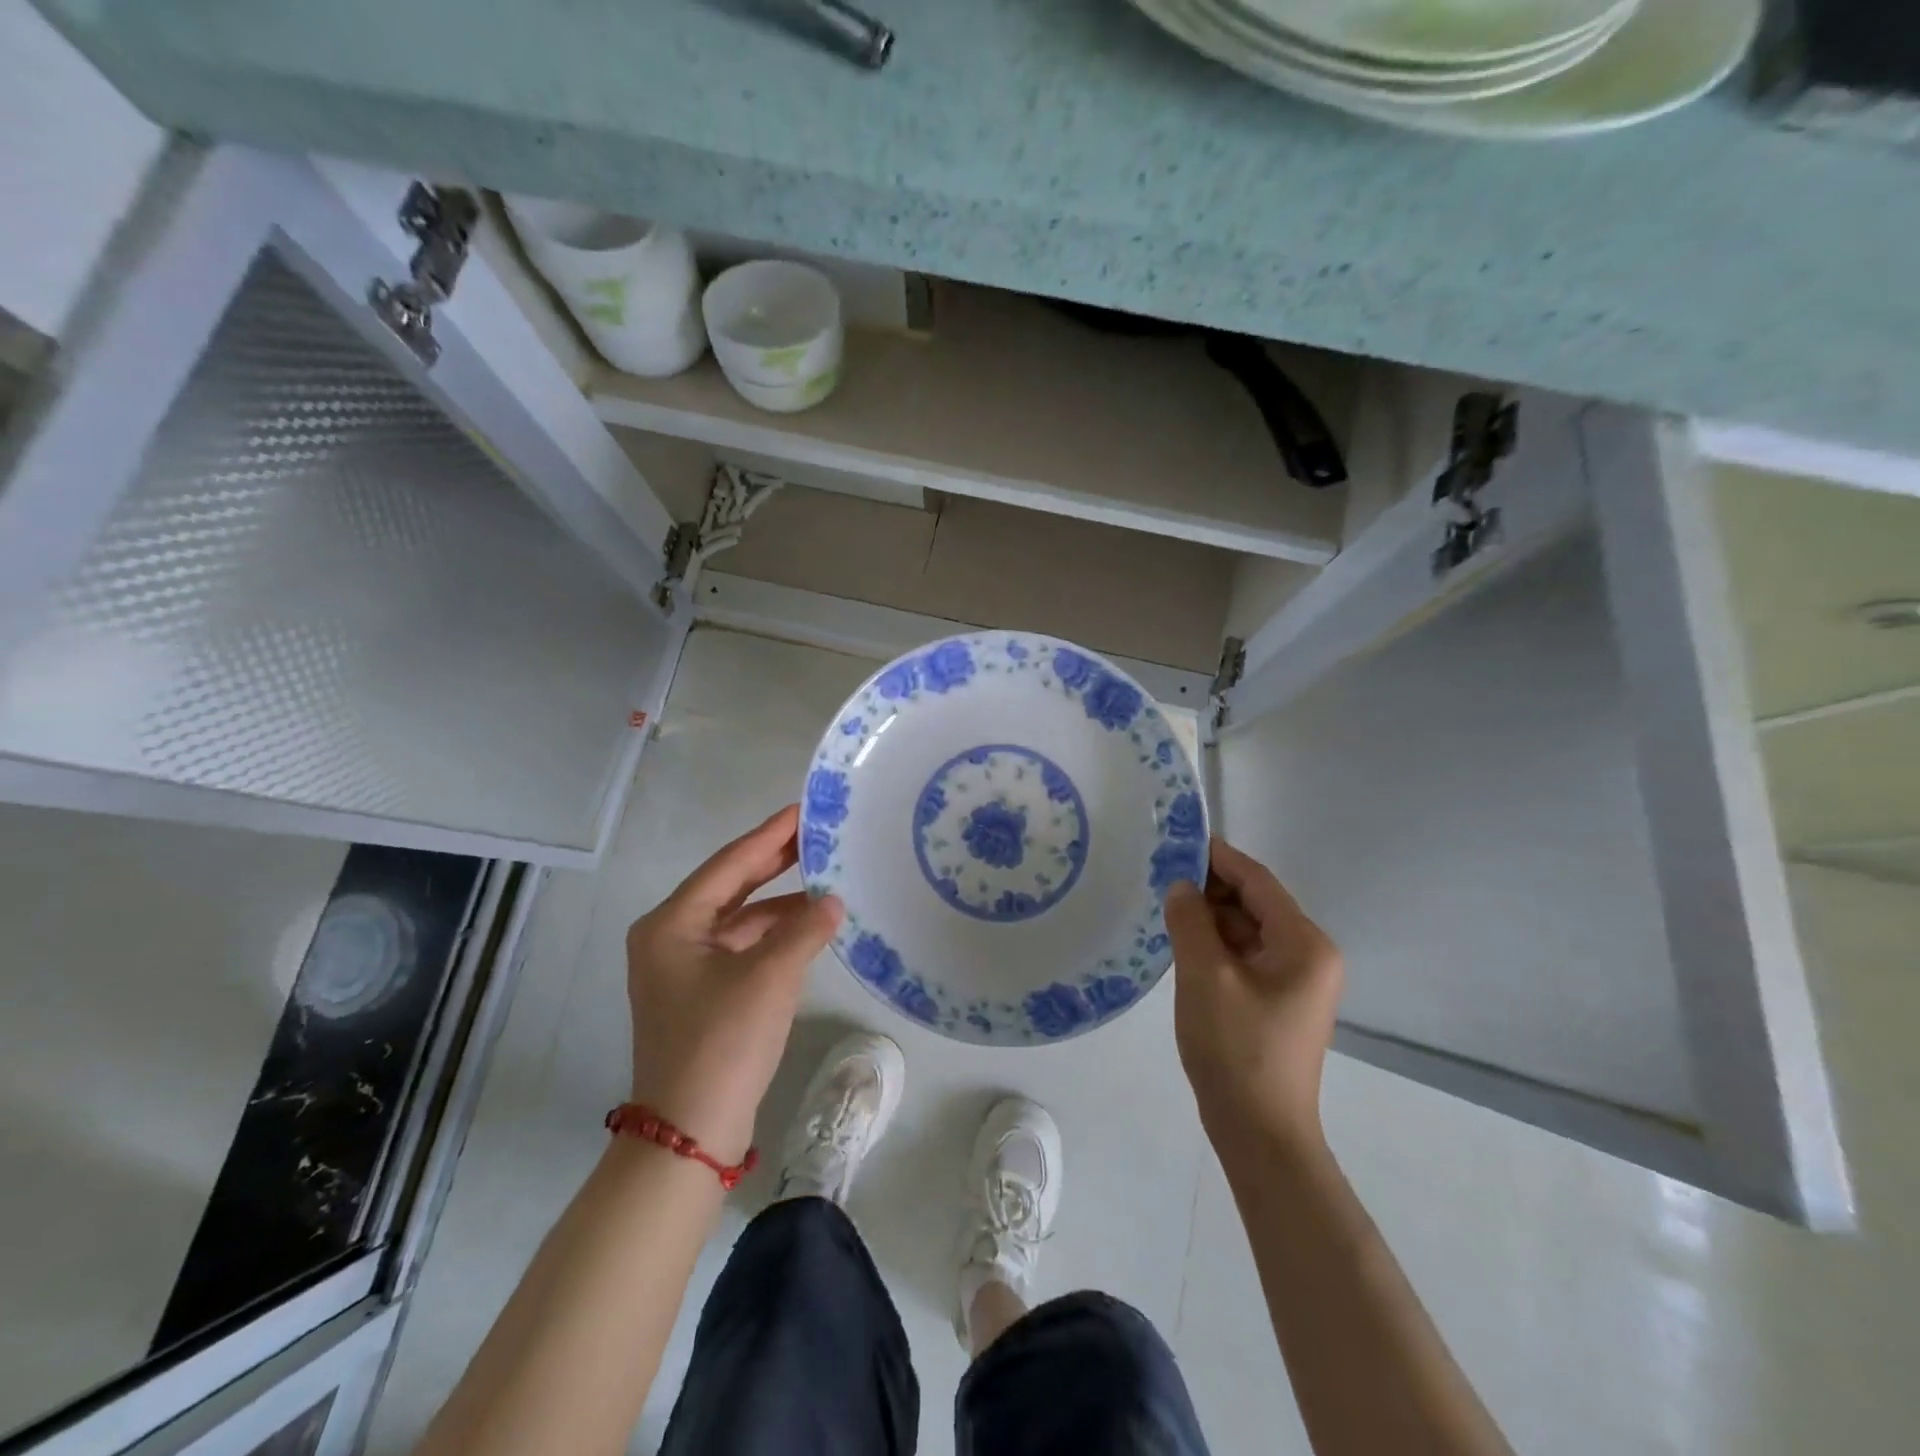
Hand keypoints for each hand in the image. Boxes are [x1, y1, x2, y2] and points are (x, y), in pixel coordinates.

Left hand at [624, 805, 842, 1163]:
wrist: (690, 1133)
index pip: (729, 864)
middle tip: (816, 834)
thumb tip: (835, 901)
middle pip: (730, 886)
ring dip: (780, 903)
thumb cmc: (722, 1043)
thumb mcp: (770, 978)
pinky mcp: (702, 992)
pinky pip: (742, 947)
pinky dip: (774, 935)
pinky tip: (809, 927)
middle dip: (774, 861)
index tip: (803, 809)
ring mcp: (684, 967)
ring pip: (739, 918)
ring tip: (826, 879)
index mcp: (672, 924)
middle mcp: (670, 937)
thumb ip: (805, 930)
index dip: (769, 835)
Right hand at [1163, 838, 1343, 1154]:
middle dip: (1210, 889)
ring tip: (1166, 909)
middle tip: (1161, 878)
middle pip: (1255, 904)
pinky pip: (1245, 956)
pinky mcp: (1278, 1001)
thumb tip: (1181, 886)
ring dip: (1210, 918)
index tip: (1179, 840)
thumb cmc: (1236, 1048)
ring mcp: (1296, 981)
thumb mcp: (1204, 976)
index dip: (1218, 857)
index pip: (1258, 882)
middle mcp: (1309, 955)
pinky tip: (1183, 943)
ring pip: (1247, 930)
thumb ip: (1191, 920)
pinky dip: (1216, 945)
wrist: (1259, 1133)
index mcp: (1304, 944)